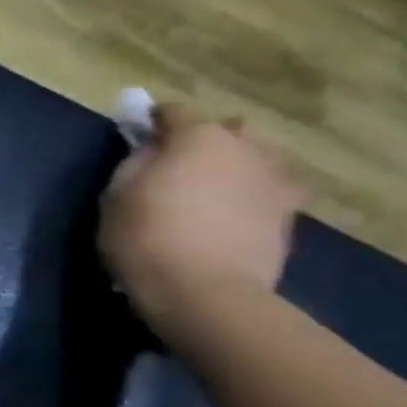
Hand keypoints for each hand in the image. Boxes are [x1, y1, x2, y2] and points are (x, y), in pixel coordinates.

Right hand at [99, 103, 304, 333]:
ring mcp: (276, 182)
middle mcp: (246, 148)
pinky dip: (250, 200)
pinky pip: (267, 195)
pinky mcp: (290, 218)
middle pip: (227, 131)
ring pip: (255, 161)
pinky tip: (230, 221)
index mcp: (199, 136)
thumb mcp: (116, 196)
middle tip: (180, 166)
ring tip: (212, 194)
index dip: (154, 121)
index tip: (139, 135)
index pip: (175, 111)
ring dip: (235, 169)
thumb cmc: (147, 239)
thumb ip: (136, 162)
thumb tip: (153, 150)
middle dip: (206, 141)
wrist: (206, 295)